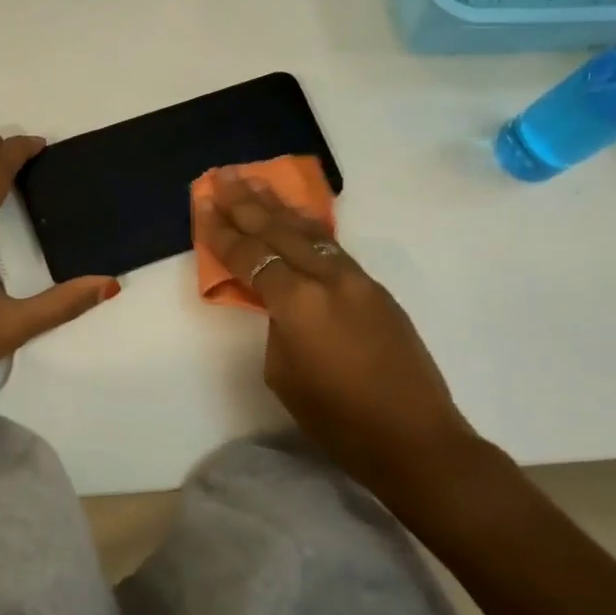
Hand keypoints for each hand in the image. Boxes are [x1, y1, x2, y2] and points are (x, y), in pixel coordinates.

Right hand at [193, 169, 475, 482]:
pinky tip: (296, 218)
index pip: (250, 257)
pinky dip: (308, 229)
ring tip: (254, 182)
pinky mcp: (377, 290)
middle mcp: (328, 279)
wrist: (413, 437)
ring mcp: (357, 280)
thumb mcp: (284, 374)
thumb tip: (283, 305)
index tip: (202, 204)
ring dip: (278, 207)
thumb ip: (277, 327)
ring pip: (310, 232)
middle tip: (221, 177)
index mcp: (298, 303)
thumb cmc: (337, 419)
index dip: (221, 231)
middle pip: (278, 231)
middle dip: (246, 203)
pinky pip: (333, 248)